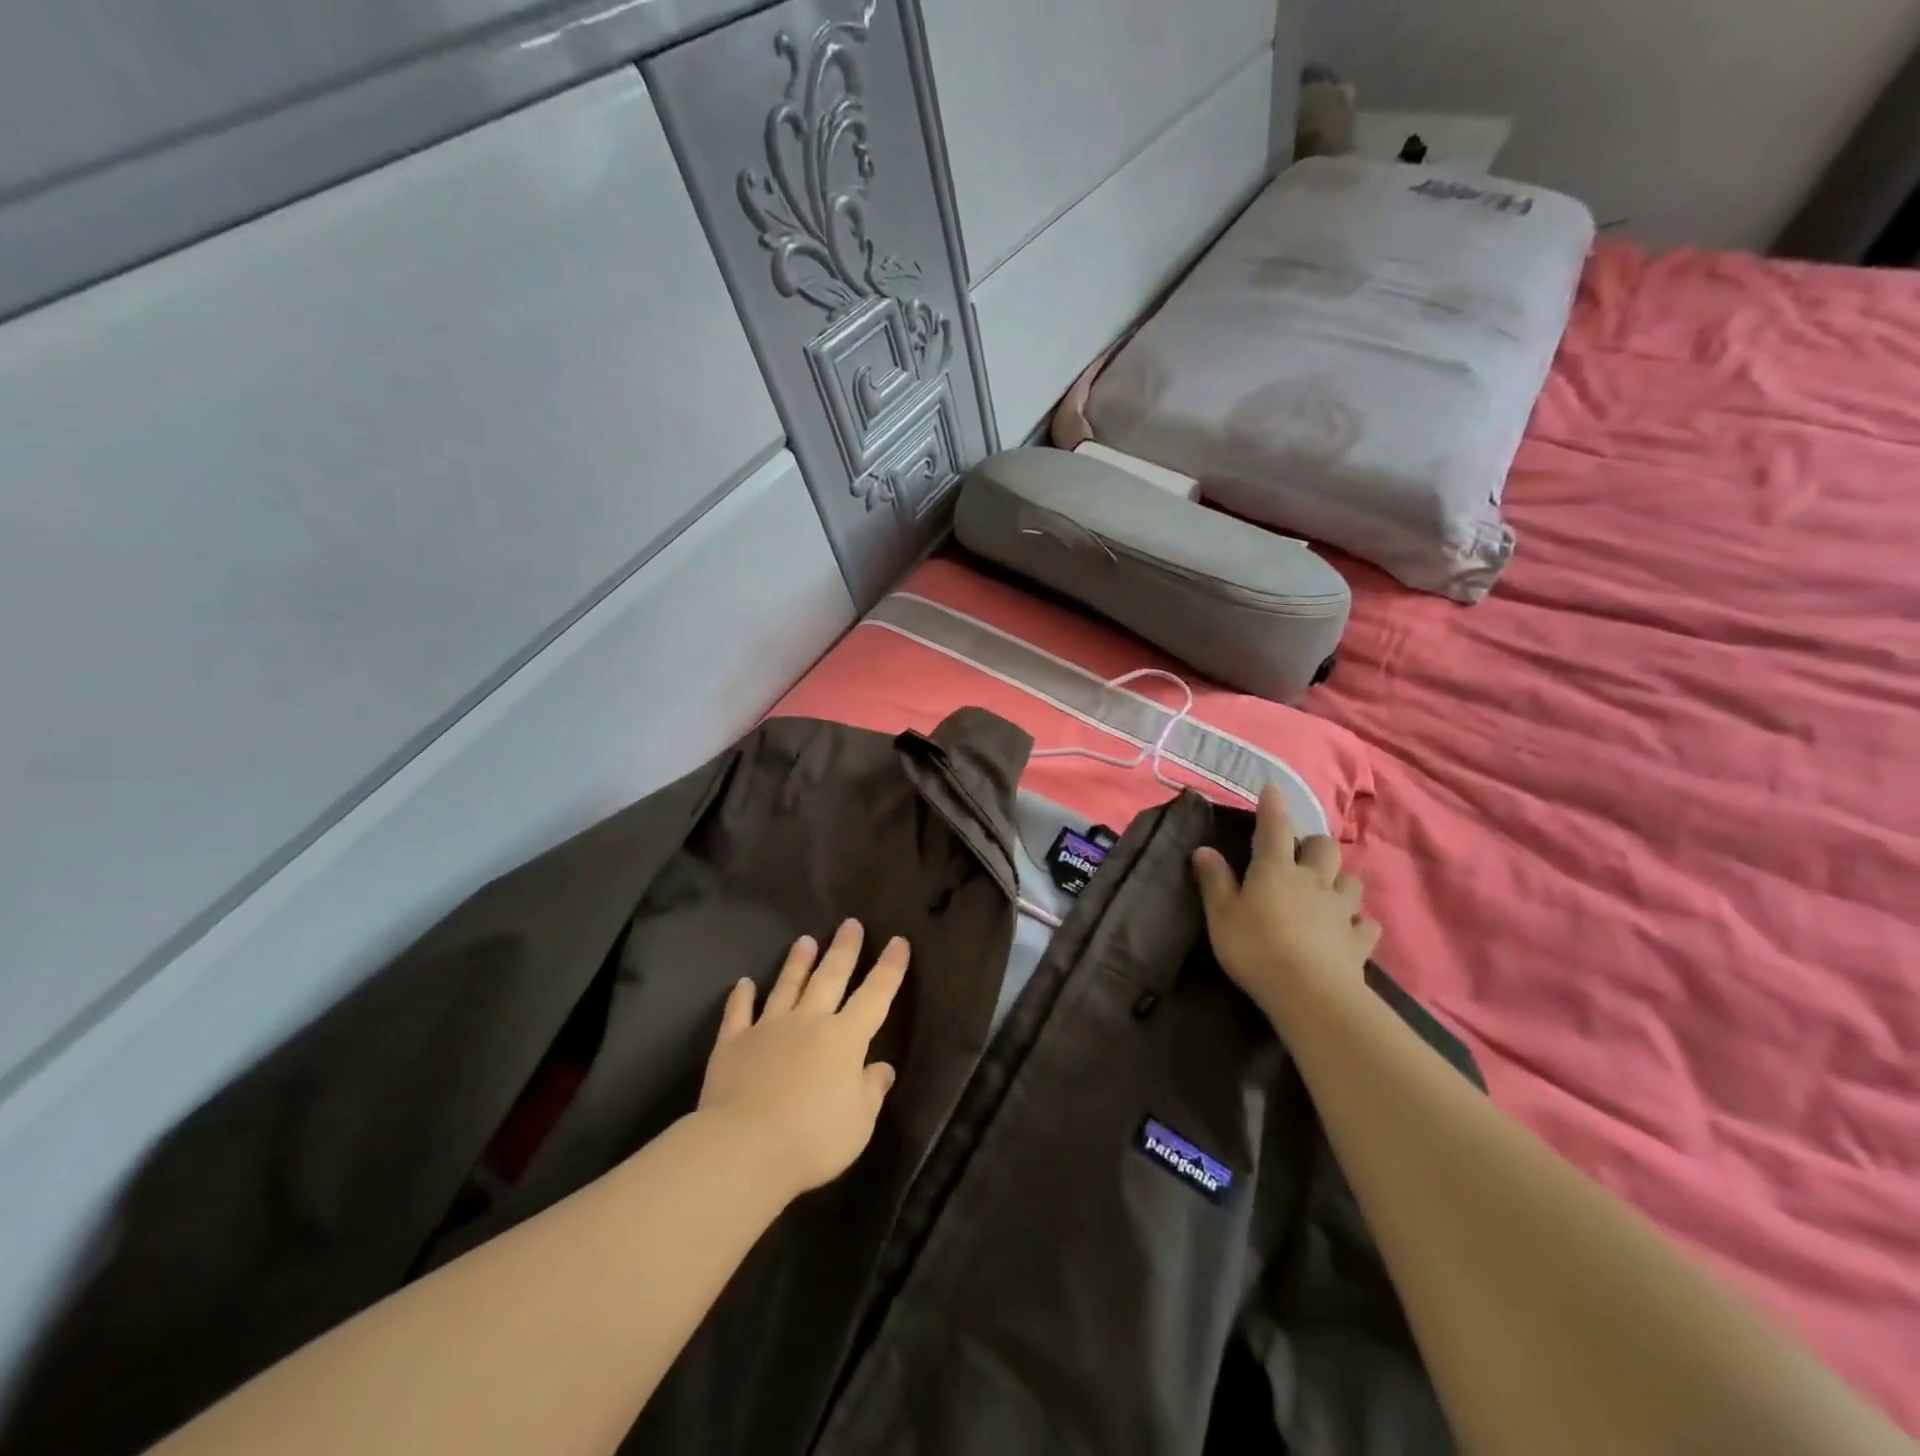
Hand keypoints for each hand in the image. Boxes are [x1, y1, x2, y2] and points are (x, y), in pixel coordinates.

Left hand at [698, 920, 906, 1196]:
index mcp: (845, 1038)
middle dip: (843, 949)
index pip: (875, 995)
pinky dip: (741, 997)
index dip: (889, 968)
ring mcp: (768, 1029)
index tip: (898, 942)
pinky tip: (743, 983)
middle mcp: (809, 1022)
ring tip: (805, 940)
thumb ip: (871, 1091)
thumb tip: (882, 1068)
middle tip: (850, 923)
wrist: (744, 1148)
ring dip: (798, 963)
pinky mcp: (732, 1044)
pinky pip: (738, 1013)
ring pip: (787, 986)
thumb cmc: (812, 1138)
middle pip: (830, 977)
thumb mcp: (859, 1123)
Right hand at [1191, 786, 1380, 1028]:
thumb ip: (1214, 880)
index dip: (1272, 806)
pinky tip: (1350, 927)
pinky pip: (1366, 923)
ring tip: (1327, 887)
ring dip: (1339, 878)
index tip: (1272, 788)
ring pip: (1351, 880)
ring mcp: (1341, 910)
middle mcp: (1313, 880)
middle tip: (1299, 853)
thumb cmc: (1255, 947)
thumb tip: (1204, 849)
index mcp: (1275, 870)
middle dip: (1313, 843)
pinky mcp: (1359, 940)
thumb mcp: (1221, 914)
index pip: (1273, 827)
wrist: (1310, 993)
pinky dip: (1358, 921)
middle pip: (1323, 847)